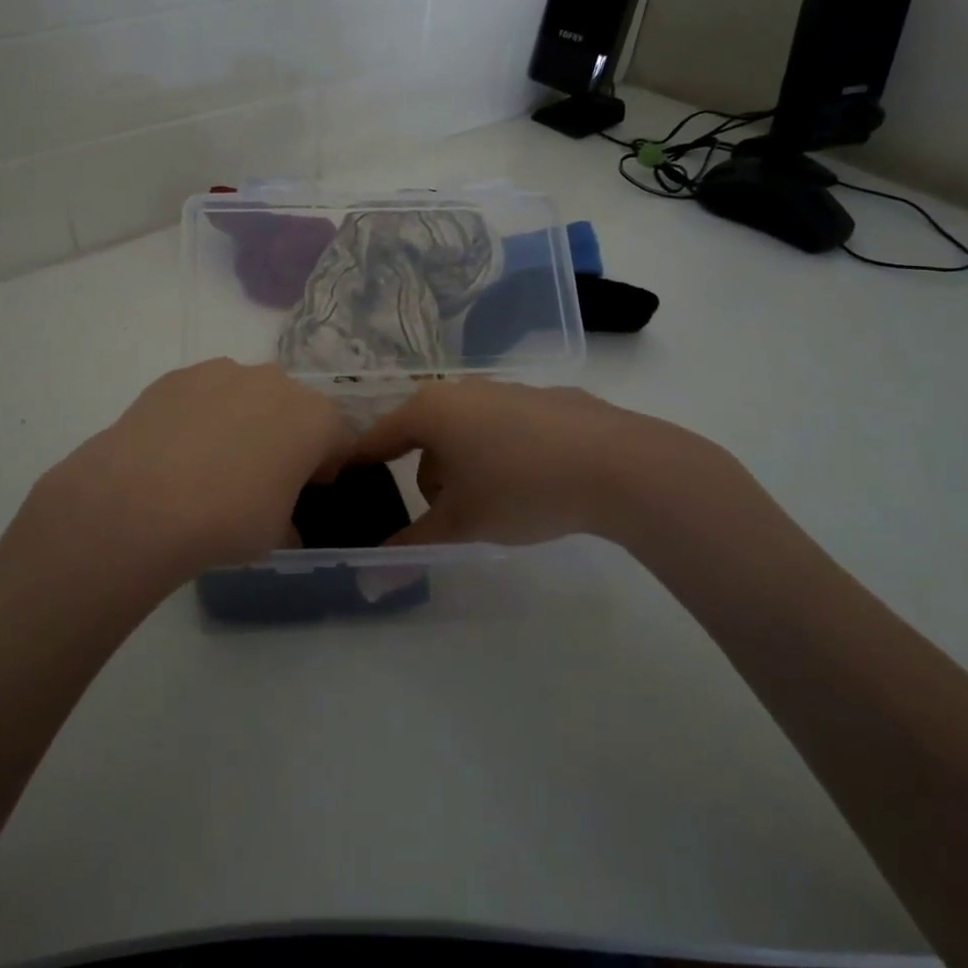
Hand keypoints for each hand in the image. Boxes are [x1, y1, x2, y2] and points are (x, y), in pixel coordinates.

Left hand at [4, 359, 351, 594]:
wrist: (140, 501)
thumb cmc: (228, 519)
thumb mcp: (276, 534)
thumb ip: (290, 521)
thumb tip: (285, 526)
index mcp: (315, 417)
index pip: (340, 435)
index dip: (328, 464)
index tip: (310, 488)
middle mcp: (275, 382)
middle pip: (294, 407)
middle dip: (286, 435)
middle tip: (261, 475)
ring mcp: (223, 372)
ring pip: (247, 394)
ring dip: (243, 420)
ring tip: (211, 463)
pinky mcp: (178, 375)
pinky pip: (204, 394)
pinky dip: (201, 415)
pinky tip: (177, 452)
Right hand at [351, 379, 743, 549]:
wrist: (620, 465)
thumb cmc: (522, 488)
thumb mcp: (462, 524)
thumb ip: (411, 546)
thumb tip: (369, 578)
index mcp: (431, 411)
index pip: (378, 436)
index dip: (360, 462)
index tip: (347, 480)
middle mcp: (462, 390)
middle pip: (425, 435)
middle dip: (428, 476)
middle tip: (446, 516)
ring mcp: (506, 389)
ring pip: (466, 431)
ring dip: (465, 466)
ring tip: (494, 506)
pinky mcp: (545, 399)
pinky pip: (503, 428)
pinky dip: (501, 453)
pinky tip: (532, 482)